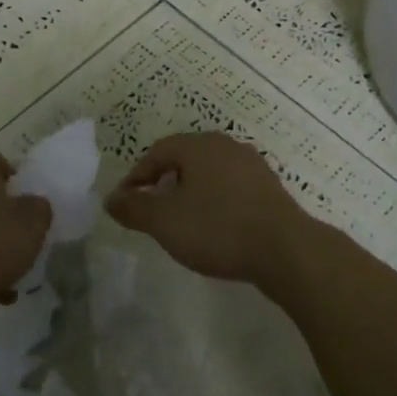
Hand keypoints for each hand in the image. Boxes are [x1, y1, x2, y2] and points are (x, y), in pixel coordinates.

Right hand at [106, 132, 316, 286]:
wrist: (285, 250)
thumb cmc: (217, 228)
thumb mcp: (165, 221)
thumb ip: (134, 208)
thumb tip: (110, 198)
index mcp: (199, 146)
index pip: (157, 152)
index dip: (137, 176)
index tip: (126, 202)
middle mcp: (226, 146)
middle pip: (184, 158)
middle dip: (163, 181)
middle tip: (151, 209)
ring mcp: (252, 165)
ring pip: (209, 173)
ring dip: (190, 192)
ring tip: (180, 220)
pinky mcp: (269, 188)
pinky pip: (230, 187)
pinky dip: (215, 201)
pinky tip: (214, 227)